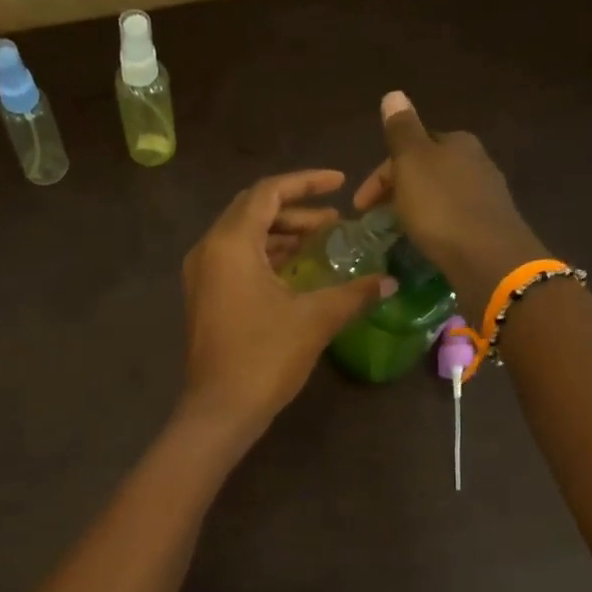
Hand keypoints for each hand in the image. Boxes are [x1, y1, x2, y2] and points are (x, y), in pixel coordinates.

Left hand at [179, 170, 396, 441]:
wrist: (220, 409)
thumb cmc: (265, 357)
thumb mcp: (315, 319)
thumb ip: (354, 293)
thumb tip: (389, 281)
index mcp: (231, 243)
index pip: (268, 192)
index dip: (306, 183)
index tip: (340, 182)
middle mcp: (209, 249)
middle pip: (252, 210)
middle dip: (295, 209)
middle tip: (333, 220)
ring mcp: (202, 275)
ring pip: (243, 236)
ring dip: (280, 233)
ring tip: (321, 241)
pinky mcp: (204, 297)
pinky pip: (236, 259)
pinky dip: (266, 255)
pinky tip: (296, 270)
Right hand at [353, 92, 547, 317]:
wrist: (486, 257)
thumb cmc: (440, 207)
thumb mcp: (411, 162)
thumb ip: (401, 130)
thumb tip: (393, 94)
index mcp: (456, 141)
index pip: (410, 147)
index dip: (380, 174)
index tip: (359, 206)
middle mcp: (476, 160)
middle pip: (425, 170)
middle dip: (397, 190)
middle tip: (375, 219)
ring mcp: (486, 194)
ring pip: (438, 194)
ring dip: (414, 208)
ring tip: (397, 232)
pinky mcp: (489, 225)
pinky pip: (452, 218)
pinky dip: (433, 225)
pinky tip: (426, 241)